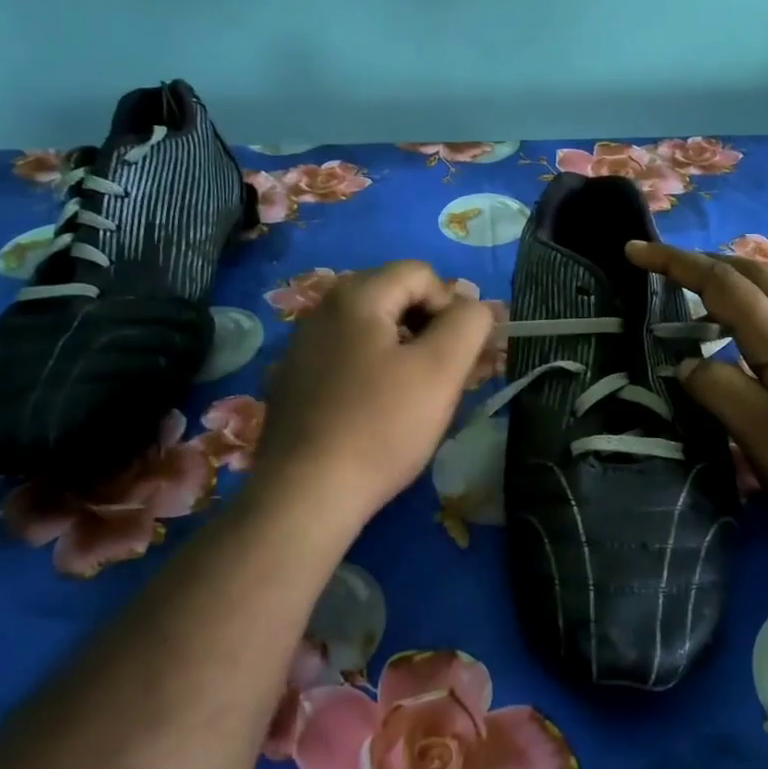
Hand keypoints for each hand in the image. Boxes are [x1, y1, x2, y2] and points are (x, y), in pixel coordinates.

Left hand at [250, 261, 494, 526]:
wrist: (306, 494)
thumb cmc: (381, 426)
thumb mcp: (441, 370)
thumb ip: (469, 324)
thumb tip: (474, 307)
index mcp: (355, 296)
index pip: (420, 274)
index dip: (452, 306)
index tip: (460, 354)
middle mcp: (321, 310)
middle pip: (394, 298)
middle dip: (429, 329)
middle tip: (447, 375)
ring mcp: (301, 347)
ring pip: (371, 331)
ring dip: (404, 352)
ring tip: (417, 397)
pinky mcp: (293, 382)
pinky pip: (346, 359)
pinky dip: (373, 372)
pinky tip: (378, 412)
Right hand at [626, 240, 767, 545]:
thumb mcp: (766, 437)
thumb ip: (720, 392)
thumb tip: (687, 364)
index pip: (721, 285)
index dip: (675, 263)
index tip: (634, 250)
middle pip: (752, 275)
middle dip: (703, 262)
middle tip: (662, 269)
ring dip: (727, 284)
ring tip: (691, 302)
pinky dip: (744, 313)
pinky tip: (735, 346)